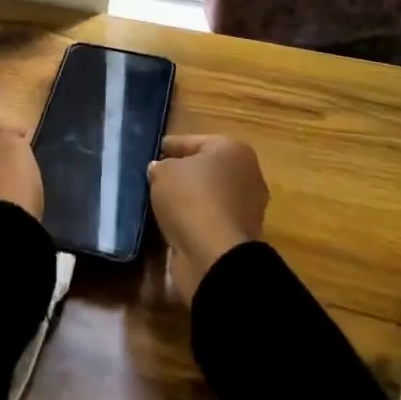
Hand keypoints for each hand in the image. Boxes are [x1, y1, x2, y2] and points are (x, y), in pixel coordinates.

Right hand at [148, 133, 267, 301]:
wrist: (214, 257)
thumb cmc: (191, 199)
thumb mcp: (163, 172)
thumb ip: (160, 166)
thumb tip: (161, 170)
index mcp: (234, 151)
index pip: (193, 142)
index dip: (171, 145)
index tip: (153, 150)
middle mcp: (247, 176)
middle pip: (206, 170)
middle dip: (183, 173)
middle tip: (155, 176)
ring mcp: (246, 210)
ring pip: (208, 197)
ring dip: (188, 200)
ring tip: (159, 201)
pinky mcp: (238, 238)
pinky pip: (209, 221)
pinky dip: (193, 221)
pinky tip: (171, 223)